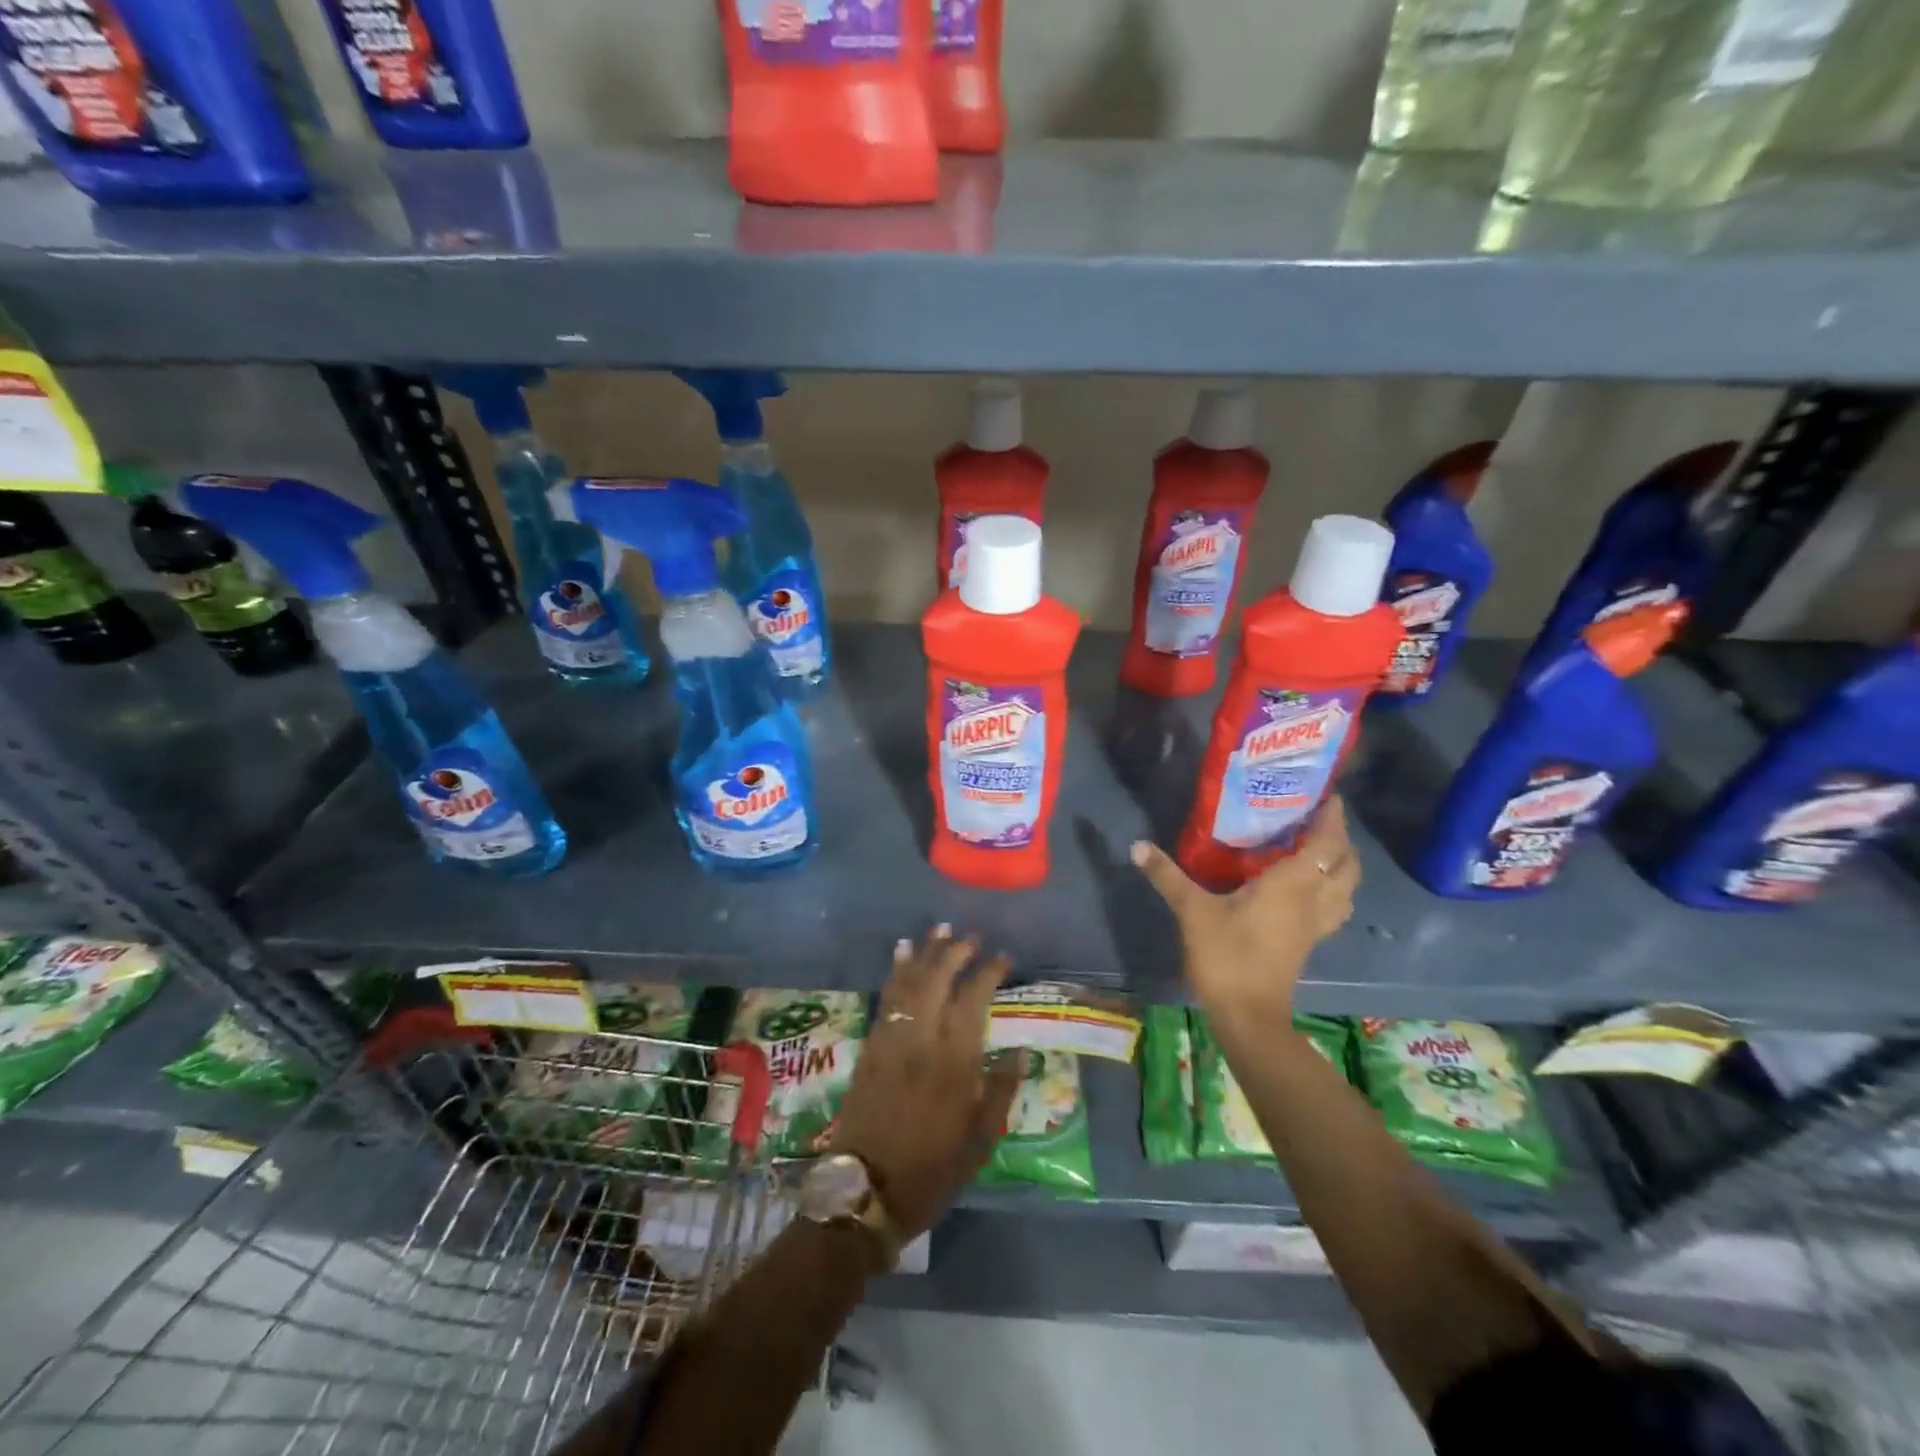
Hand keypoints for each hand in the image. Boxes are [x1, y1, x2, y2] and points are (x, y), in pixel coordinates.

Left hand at [831, 927, 1021, 1238]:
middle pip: (937, 981)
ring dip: (924, 953)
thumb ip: (999, 1092)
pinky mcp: (870, 1046)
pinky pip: (885, 999)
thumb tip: (1022, 1053)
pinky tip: (901, 955)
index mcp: (955, 1064)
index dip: (988, 973)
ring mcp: (892, 1041)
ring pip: (909, 983)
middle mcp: (922, 1041)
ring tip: (938, 929)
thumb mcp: (979, 1142)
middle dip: (954, 953)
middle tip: (969, 937)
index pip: (973, 1001)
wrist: (864, 1192)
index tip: (1002, 958)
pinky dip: (895, 972)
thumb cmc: (931, 1172)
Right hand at [1130, 796, 1360, 1016]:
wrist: (1248, 1016)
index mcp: (1291, 884)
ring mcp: (1315, 925)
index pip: (1325, 843)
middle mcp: (1312, 900)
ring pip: (1346, 889)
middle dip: (1341, 839)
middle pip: (1346, 865)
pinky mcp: (1308, 943)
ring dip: (1342, 866)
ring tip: (1320, 849)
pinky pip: (1334, 908)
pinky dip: (1332, 891)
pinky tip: (1309, 889)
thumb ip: (1167, 876)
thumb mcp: (1192, 911)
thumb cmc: (1226, 956)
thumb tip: (1137, 845)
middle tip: (1320, 818)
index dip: (1332, 817)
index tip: (1327, 794)